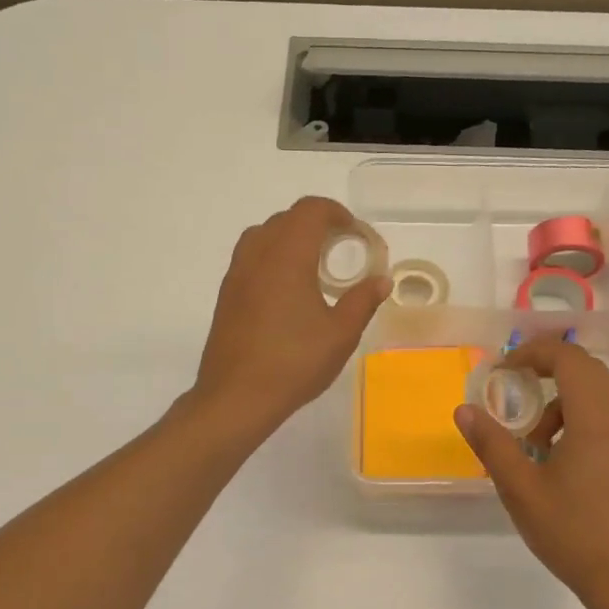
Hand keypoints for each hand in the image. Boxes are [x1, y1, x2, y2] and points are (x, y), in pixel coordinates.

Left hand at [193, 197, 390, 435]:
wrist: (236, 397)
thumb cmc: (293, 362)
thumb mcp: (340, 334)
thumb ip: (363, 301)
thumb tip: (381, 281)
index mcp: (287, 256)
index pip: (310, 210)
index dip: (336, 213)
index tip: (356, 234)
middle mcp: (257, 255)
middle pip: (286, 219)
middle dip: (316, 224)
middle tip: (341, 250)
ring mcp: (237, 274)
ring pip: (263, 235)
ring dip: (290, 239)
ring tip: (313, 266)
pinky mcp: (227, 295)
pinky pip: (251, 258)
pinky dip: (273, 258)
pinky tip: (288, 292)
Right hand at [456, 335, 608, 608]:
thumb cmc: (572, 533)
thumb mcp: (521, 489)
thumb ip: (492, 443)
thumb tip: (464, 409)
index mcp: (595, 418)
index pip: (567, 357)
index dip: (532, 352)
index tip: (503, 369)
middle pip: (585, 368)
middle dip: (546, 370)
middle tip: (513, 392)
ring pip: (598, 392)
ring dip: (562, 399)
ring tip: (534, 442)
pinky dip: (580, 417)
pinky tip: (562, 458)